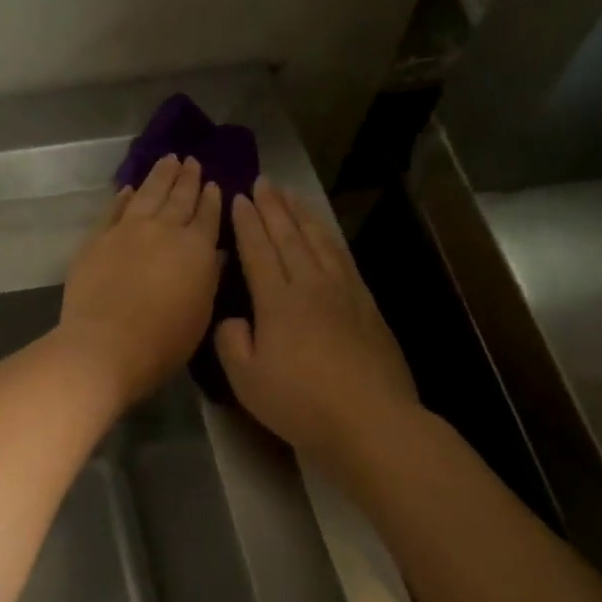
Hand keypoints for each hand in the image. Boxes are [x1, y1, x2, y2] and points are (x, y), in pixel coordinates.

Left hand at [59, 155, 222, 406]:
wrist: (106, 344)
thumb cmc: (163, 340)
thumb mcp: (201, 314)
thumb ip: (209, 278)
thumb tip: (215, 253)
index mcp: (196, 248)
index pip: (208, 215)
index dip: (212, 198)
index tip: (214, 184)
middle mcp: (164, 229)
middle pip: (179, 197)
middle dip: (188, 178)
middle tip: (191, 161)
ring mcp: (127, 230)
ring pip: (148, 194)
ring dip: (160, 175)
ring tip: (168, 160)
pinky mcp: (97, 238)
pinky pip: (114, 209)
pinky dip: (123, 196)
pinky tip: (129, 188)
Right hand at [215, 180, 417, 466]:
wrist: (370, 419)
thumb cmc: (300, 402)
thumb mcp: (246, 379)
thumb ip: (231, 342)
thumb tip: (233, 318)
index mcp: (278, 300)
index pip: (258, 250)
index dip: (246, 223)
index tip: (238, 197)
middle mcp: (311, 285)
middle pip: (289, 236)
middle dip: (273, 208)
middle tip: (263, 182)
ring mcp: (344, 292)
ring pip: (319, 241)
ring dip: (302, 215)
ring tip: (291, 196)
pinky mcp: (367, 305)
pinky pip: (343, 258)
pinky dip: (329, 238)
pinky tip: (325, 235)